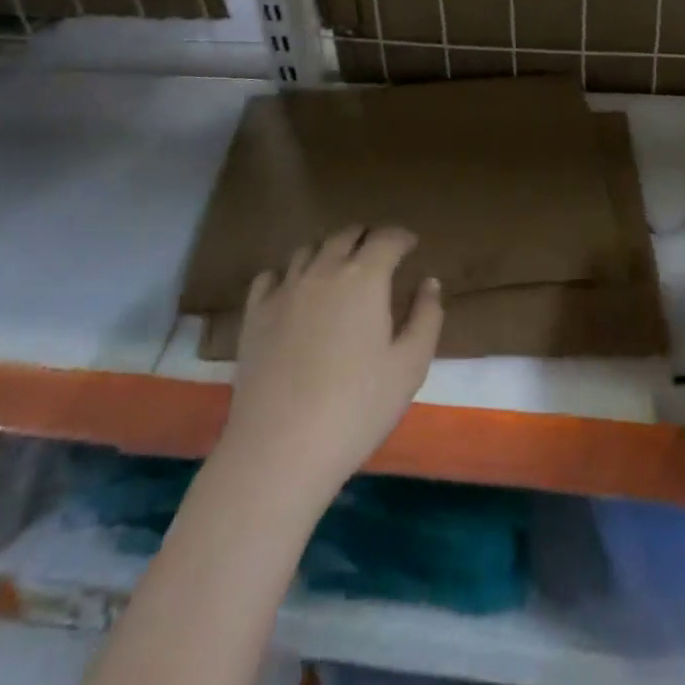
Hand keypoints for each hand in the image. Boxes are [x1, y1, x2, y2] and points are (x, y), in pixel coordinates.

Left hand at [214, 225, 442, 507]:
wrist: (280, 449)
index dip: (402, 237)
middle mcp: (323, 270)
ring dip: (329, 250)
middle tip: (379, 252)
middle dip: (367, 237)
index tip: (411, 244)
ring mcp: (284, 290)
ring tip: (339, 267)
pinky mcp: (255, 314)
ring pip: (309, 250)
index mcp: (365, 278)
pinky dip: (288, 273)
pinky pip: (271, 276)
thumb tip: (429, 282)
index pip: (386, 239)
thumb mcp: (410, 367)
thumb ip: (426, 317)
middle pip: (346, 235)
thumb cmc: (356, 408)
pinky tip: (293, 289)